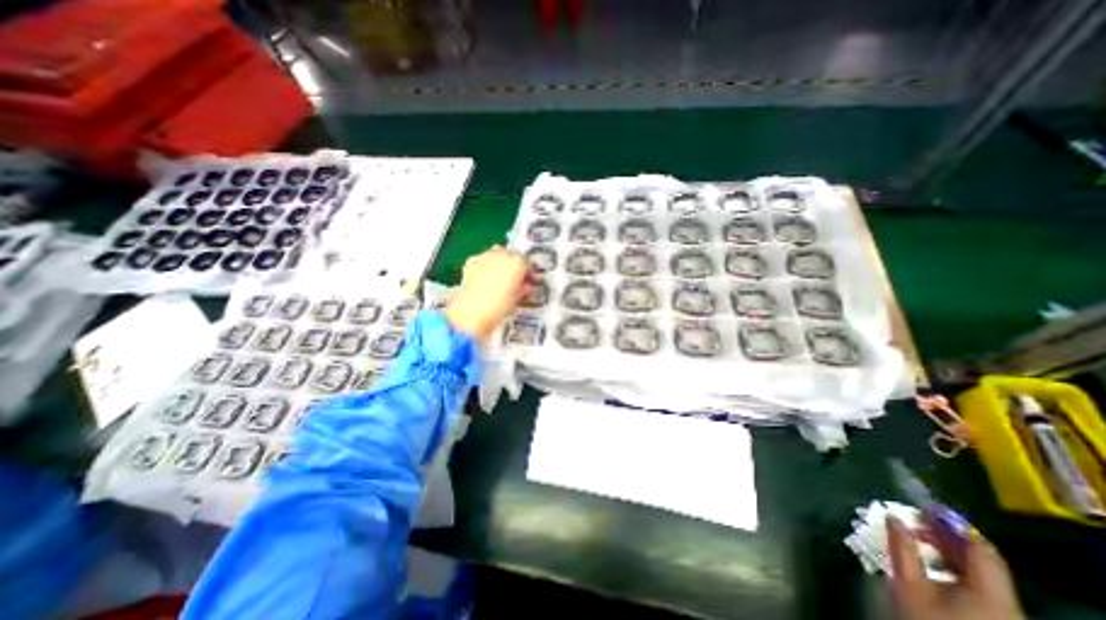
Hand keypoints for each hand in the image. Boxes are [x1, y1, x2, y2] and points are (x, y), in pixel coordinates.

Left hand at [441, 243, 524, 341]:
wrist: (473, 311)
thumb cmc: (499, 306)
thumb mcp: (517, 297)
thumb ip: (523, 287)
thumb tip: (525, 285)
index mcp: (518, 262)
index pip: (526, 261)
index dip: (526, 271)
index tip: (526, 280)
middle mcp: (502, 254)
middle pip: (510, 254)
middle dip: (512, 264)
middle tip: (511, 279)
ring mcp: (486, 256)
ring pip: (495, 254)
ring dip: (498, 263)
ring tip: (496, 279)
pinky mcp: (471, 261)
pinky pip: (482, 260)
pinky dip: (484, 266)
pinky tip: (483, 279)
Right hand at [889, 519, 1023, 618]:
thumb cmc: (925, 618)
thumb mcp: (908, 583)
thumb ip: (902, 548)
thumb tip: (893, 518)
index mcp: (992, 594)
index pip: (980, 548)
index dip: (953, 523)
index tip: (925, 507)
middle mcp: (1008, 602)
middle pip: (983, 559)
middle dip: (949, 534)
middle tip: (918, 517)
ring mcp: (1005, 612)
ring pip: (981, 571)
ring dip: (950, 549)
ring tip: (920, 534)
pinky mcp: (996, 615)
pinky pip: (980, 583)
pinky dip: (956, 564)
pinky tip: (934, 559)